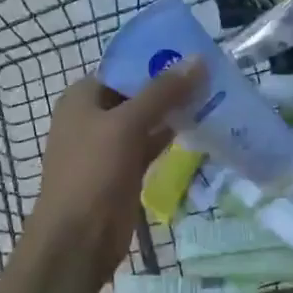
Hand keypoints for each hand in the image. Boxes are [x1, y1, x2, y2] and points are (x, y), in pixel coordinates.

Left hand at [14, 59, 203, 292]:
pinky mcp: (124, 170)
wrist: (77, 240)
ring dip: (175, 110)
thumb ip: (161, 93)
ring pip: (147, 119)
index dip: (156, 59)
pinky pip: (151, 144)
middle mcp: (94, 116)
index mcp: (82, 97)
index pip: (123, 67)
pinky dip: (172, 136)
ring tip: (215, 94)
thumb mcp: (126, 125)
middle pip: (137, 92)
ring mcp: (109, 145)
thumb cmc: (92, 173)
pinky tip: (202, 126)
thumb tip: (197, 60)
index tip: (194, 53)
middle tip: (213, 73)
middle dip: (171, 84)